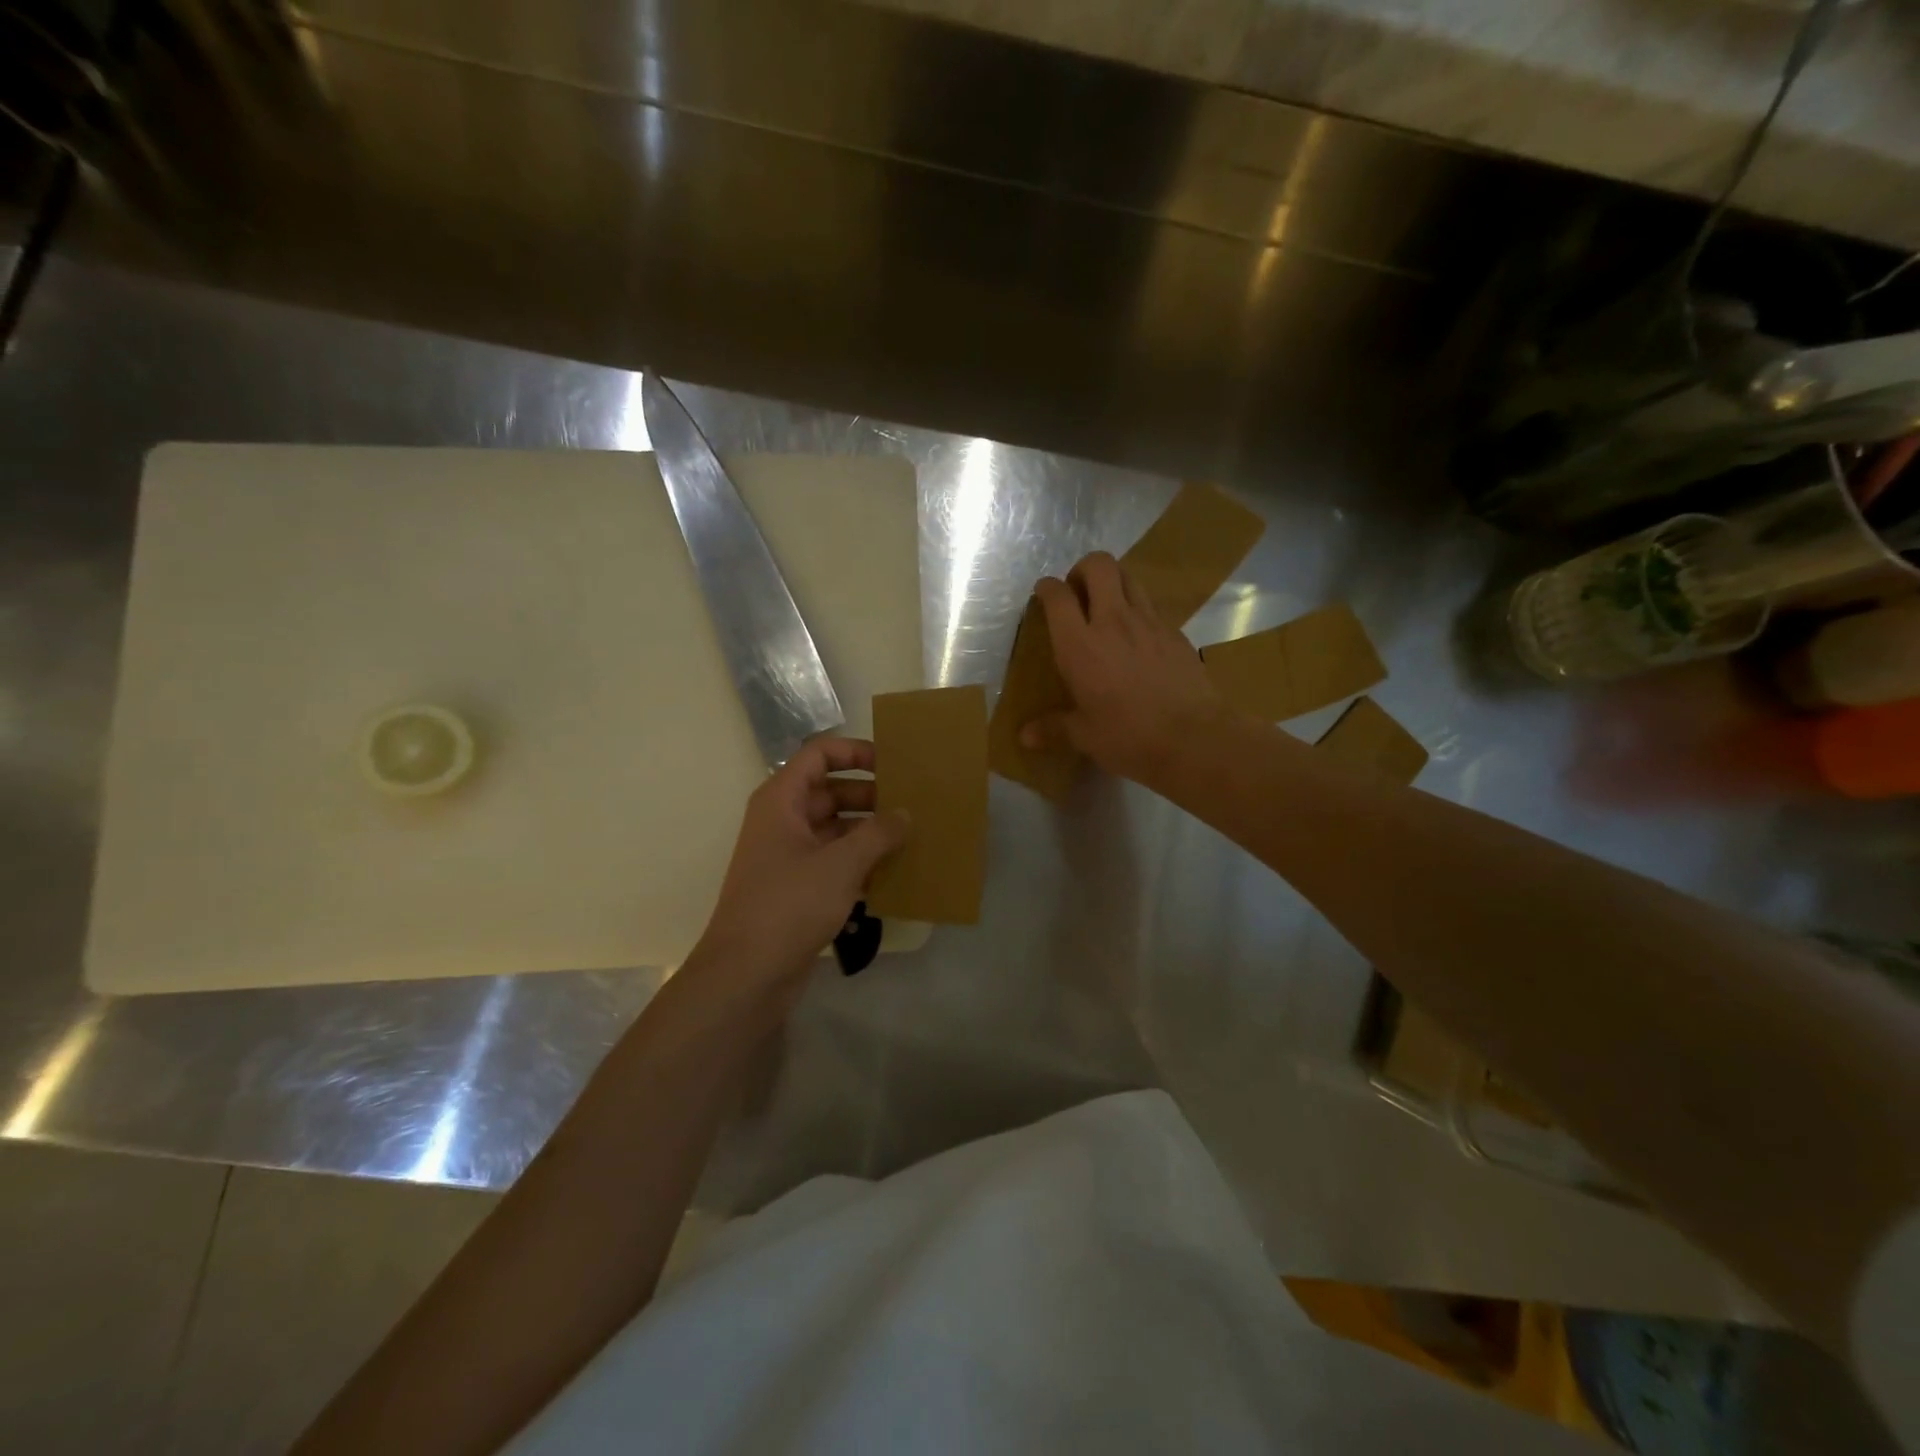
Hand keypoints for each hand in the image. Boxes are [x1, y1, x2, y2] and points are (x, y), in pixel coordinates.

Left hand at [694, 737, 908, 997]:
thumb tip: (906, 814)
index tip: (892, 764)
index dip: (855, 752)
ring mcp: (790, 856)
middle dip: (871, 795)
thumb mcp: (840, 864)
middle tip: (913, 803)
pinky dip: (861, 861)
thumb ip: (878, 834)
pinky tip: (895, 871)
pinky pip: (835, 861)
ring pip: (836, 828)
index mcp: (781, 800)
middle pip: (830, 791)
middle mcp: (783, 821)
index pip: (819, 755)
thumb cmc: (789, 905)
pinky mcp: (799, 888)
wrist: (747, 974)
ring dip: (870, 831)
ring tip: (913, 835)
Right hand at [1020, 552, 1232, 789]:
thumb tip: (1025, 737)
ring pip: (1129, 577)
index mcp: (1080, 645)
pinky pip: (1152, 607)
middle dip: (1083, 570)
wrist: (1194, 738)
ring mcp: (1149, 623)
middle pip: (1099, 565)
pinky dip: (1138, 611)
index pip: (1058, 596)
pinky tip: (1138, 640)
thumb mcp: (1085, 736)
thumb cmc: (1129, 737)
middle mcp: (1113, 621)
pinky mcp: (1176, 632)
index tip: (1043, 594)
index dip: (1047, 588)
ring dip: (1113, 583)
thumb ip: (1054, 728)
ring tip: (1107, 609)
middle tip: (1078, 594)